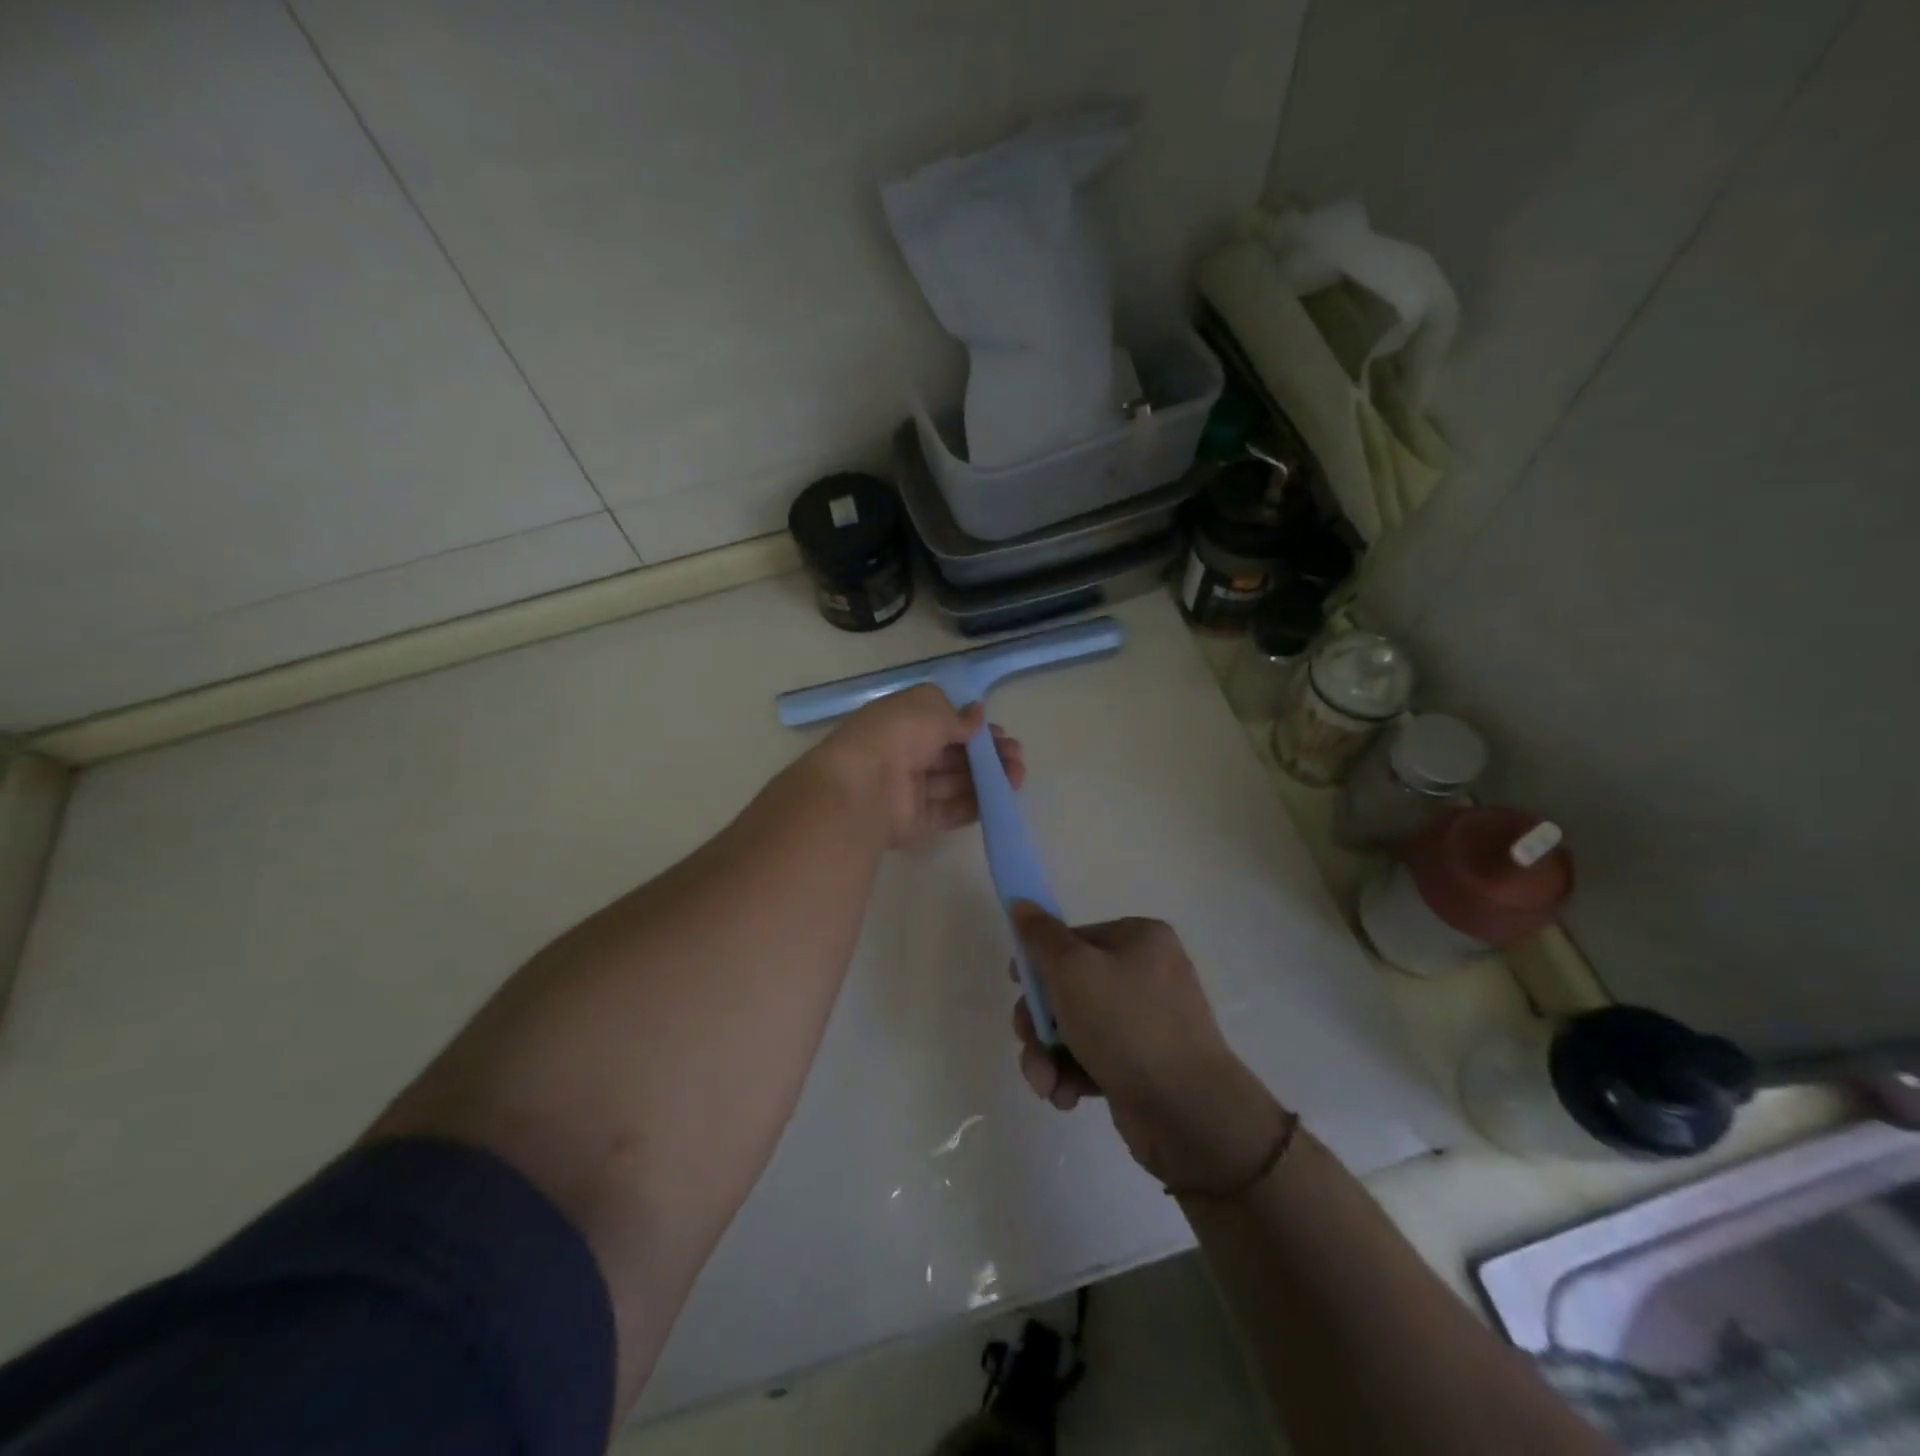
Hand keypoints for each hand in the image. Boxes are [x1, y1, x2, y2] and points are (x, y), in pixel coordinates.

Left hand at [811, 684, 1025, 849]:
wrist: (863, 788)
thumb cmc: (896, 735)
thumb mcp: (930, 709)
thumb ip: (958, 716)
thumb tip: (977, 714)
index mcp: (902, 721)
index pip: (942, 722)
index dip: (972, 727)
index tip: (998, 732)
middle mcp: (905, 753)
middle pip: (952, 754)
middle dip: (987, 754)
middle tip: (1017, 755)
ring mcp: (910, 789)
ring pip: (955, 782)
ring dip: (988, 778)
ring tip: (1018, 776)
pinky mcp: (916, 820)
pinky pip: (949, 811)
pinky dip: (975, 805)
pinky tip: (1001, 800)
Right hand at [1009, 905, 1286, 1193]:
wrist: (1188, 1112)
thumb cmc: (1127, 1025)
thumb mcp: (1073, 969)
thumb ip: (1041, 936)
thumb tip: (1022, 903)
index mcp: (1139, 939)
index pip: (1074, 938)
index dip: (1040, 960)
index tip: (1016, 984)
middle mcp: (1146, 974)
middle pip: (1069, 985)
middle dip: (1039, 1018)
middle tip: (1027, 1037)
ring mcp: (1146, 1022)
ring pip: (1075, 1026)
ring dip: (1048, 1053)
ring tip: (1044, 1081)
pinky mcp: (1141, 1065)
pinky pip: (1092, 1058)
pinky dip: (1072, 1074)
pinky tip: (1065, 1095)